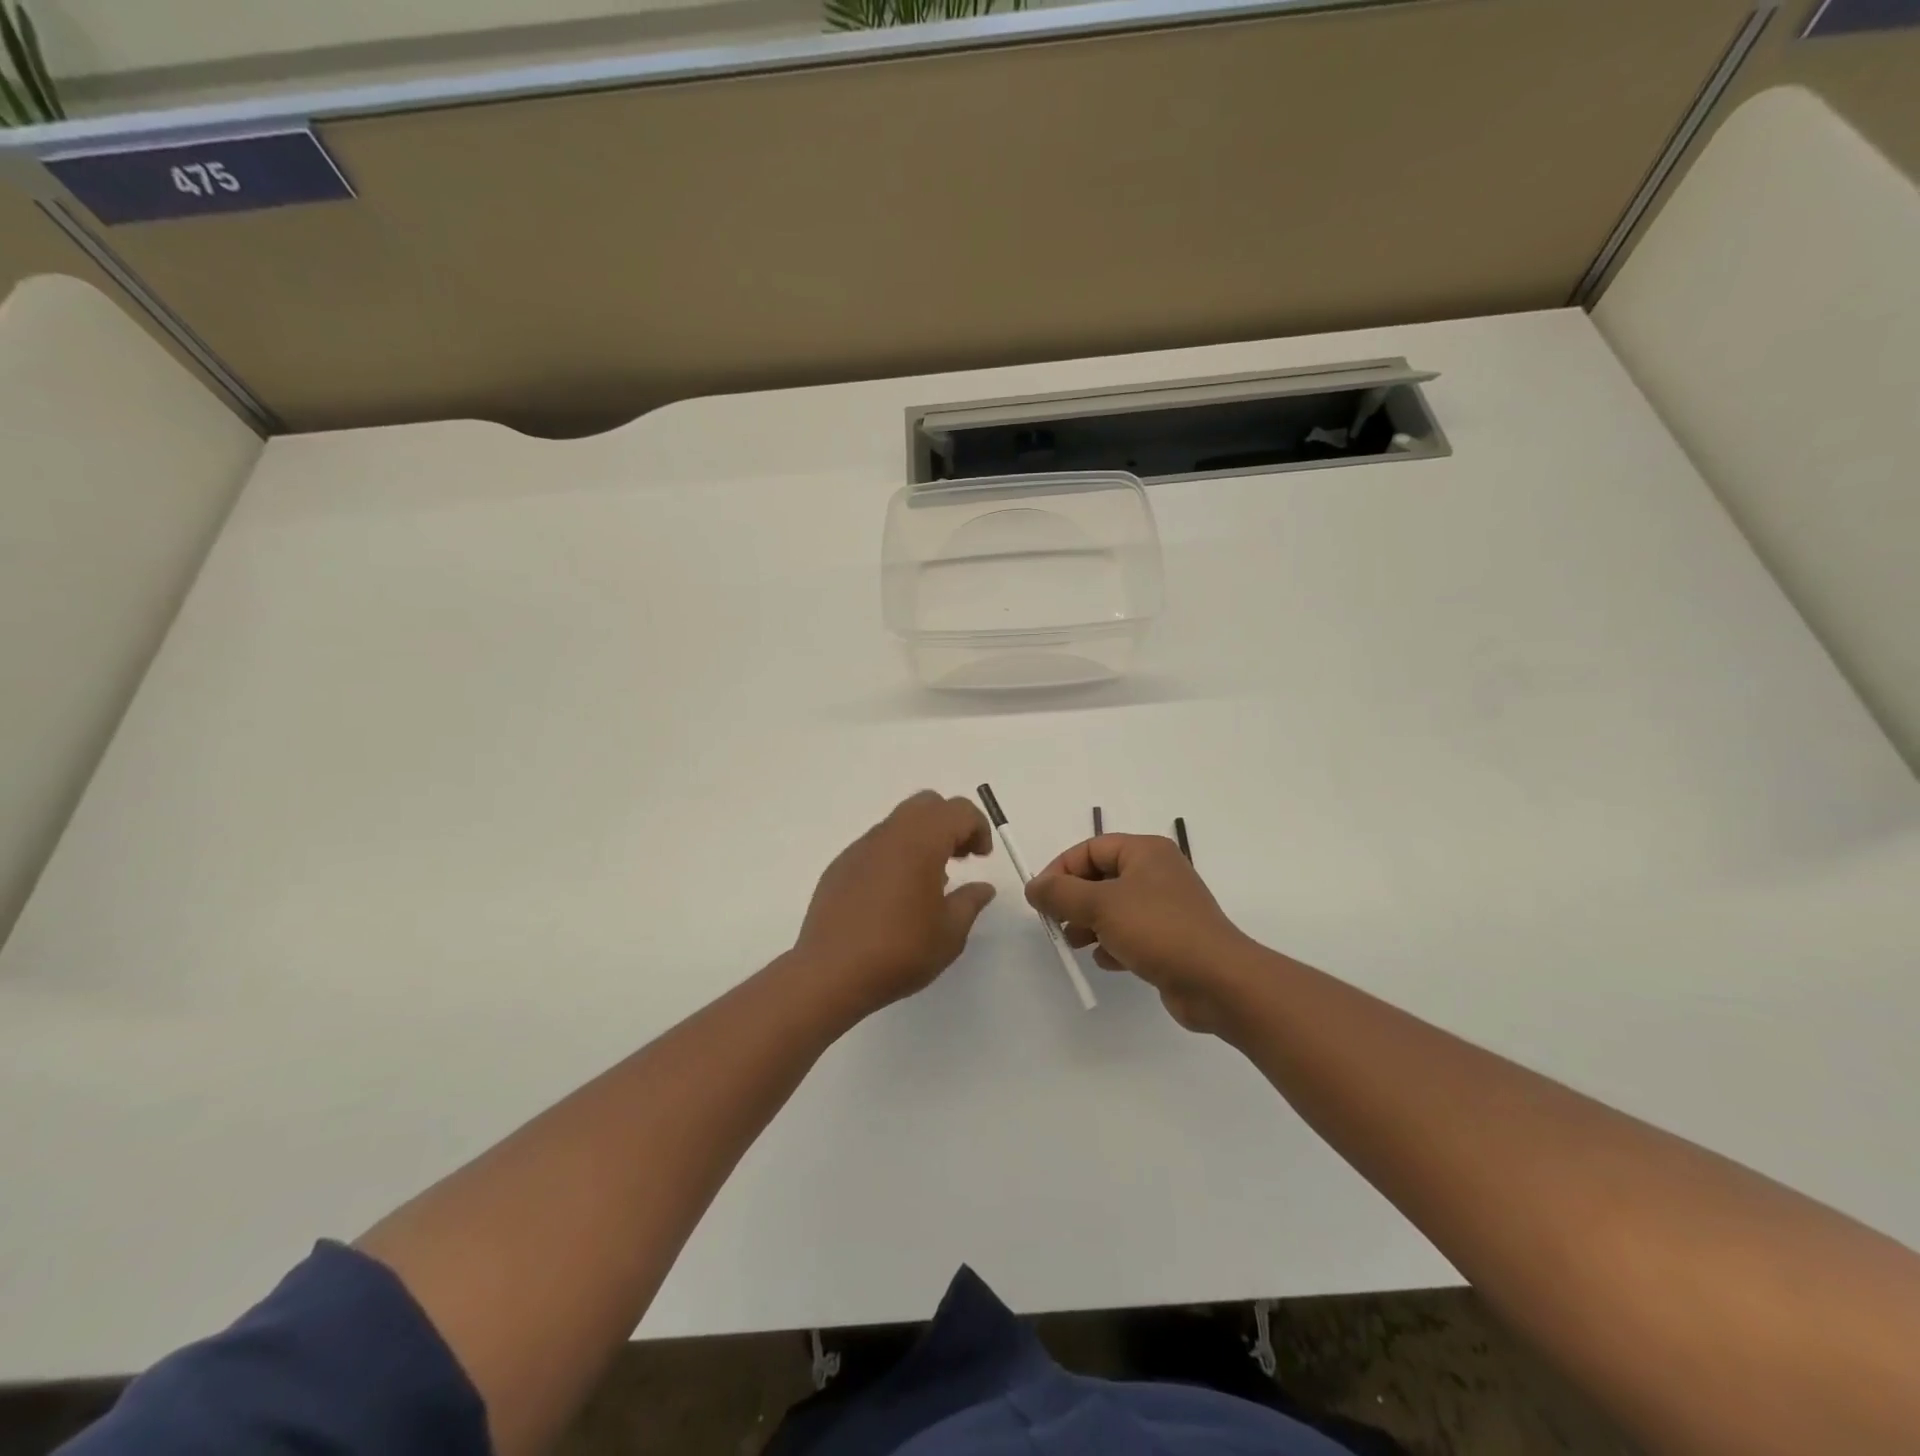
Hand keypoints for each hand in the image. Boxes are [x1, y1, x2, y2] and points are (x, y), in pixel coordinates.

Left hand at [792, 791, 997, 1017]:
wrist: (831, 973)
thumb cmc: (899, 951)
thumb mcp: (950, 933)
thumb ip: (970, 902)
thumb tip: (982, 887)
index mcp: (920, 842)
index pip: (957, 810)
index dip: (978, 827)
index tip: (982, 858)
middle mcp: (889, 835)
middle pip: (926, 804)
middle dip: (950, 823)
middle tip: (960, 858)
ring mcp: (860, 848)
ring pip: (899, 822)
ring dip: (922, 838)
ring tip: (929, 881)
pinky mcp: (840, 866)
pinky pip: (876, 845)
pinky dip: (896, 854)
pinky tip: (895, 896)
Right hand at [1026, 835, 1254, 1033]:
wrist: (1218, 981)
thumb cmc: (1158, 930)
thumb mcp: (1101, 905)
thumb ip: (1060, 893)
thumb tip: (1033, 887)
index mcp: (1145, 851)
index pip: (1090, 849)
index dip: (1061, 870)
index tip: (1040, 898)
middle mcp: (1157, 873)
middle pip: (1100, 878)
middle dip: (1074, 900)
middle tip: (1057, 922)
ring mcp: (1166, 907)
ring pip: (1113, 908)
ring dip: (1090, 924)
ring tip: (1076, 943)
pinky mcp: (1170, 938)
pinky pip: (1131, 933)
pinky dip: (1113, 943)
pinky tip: (1108, 960)